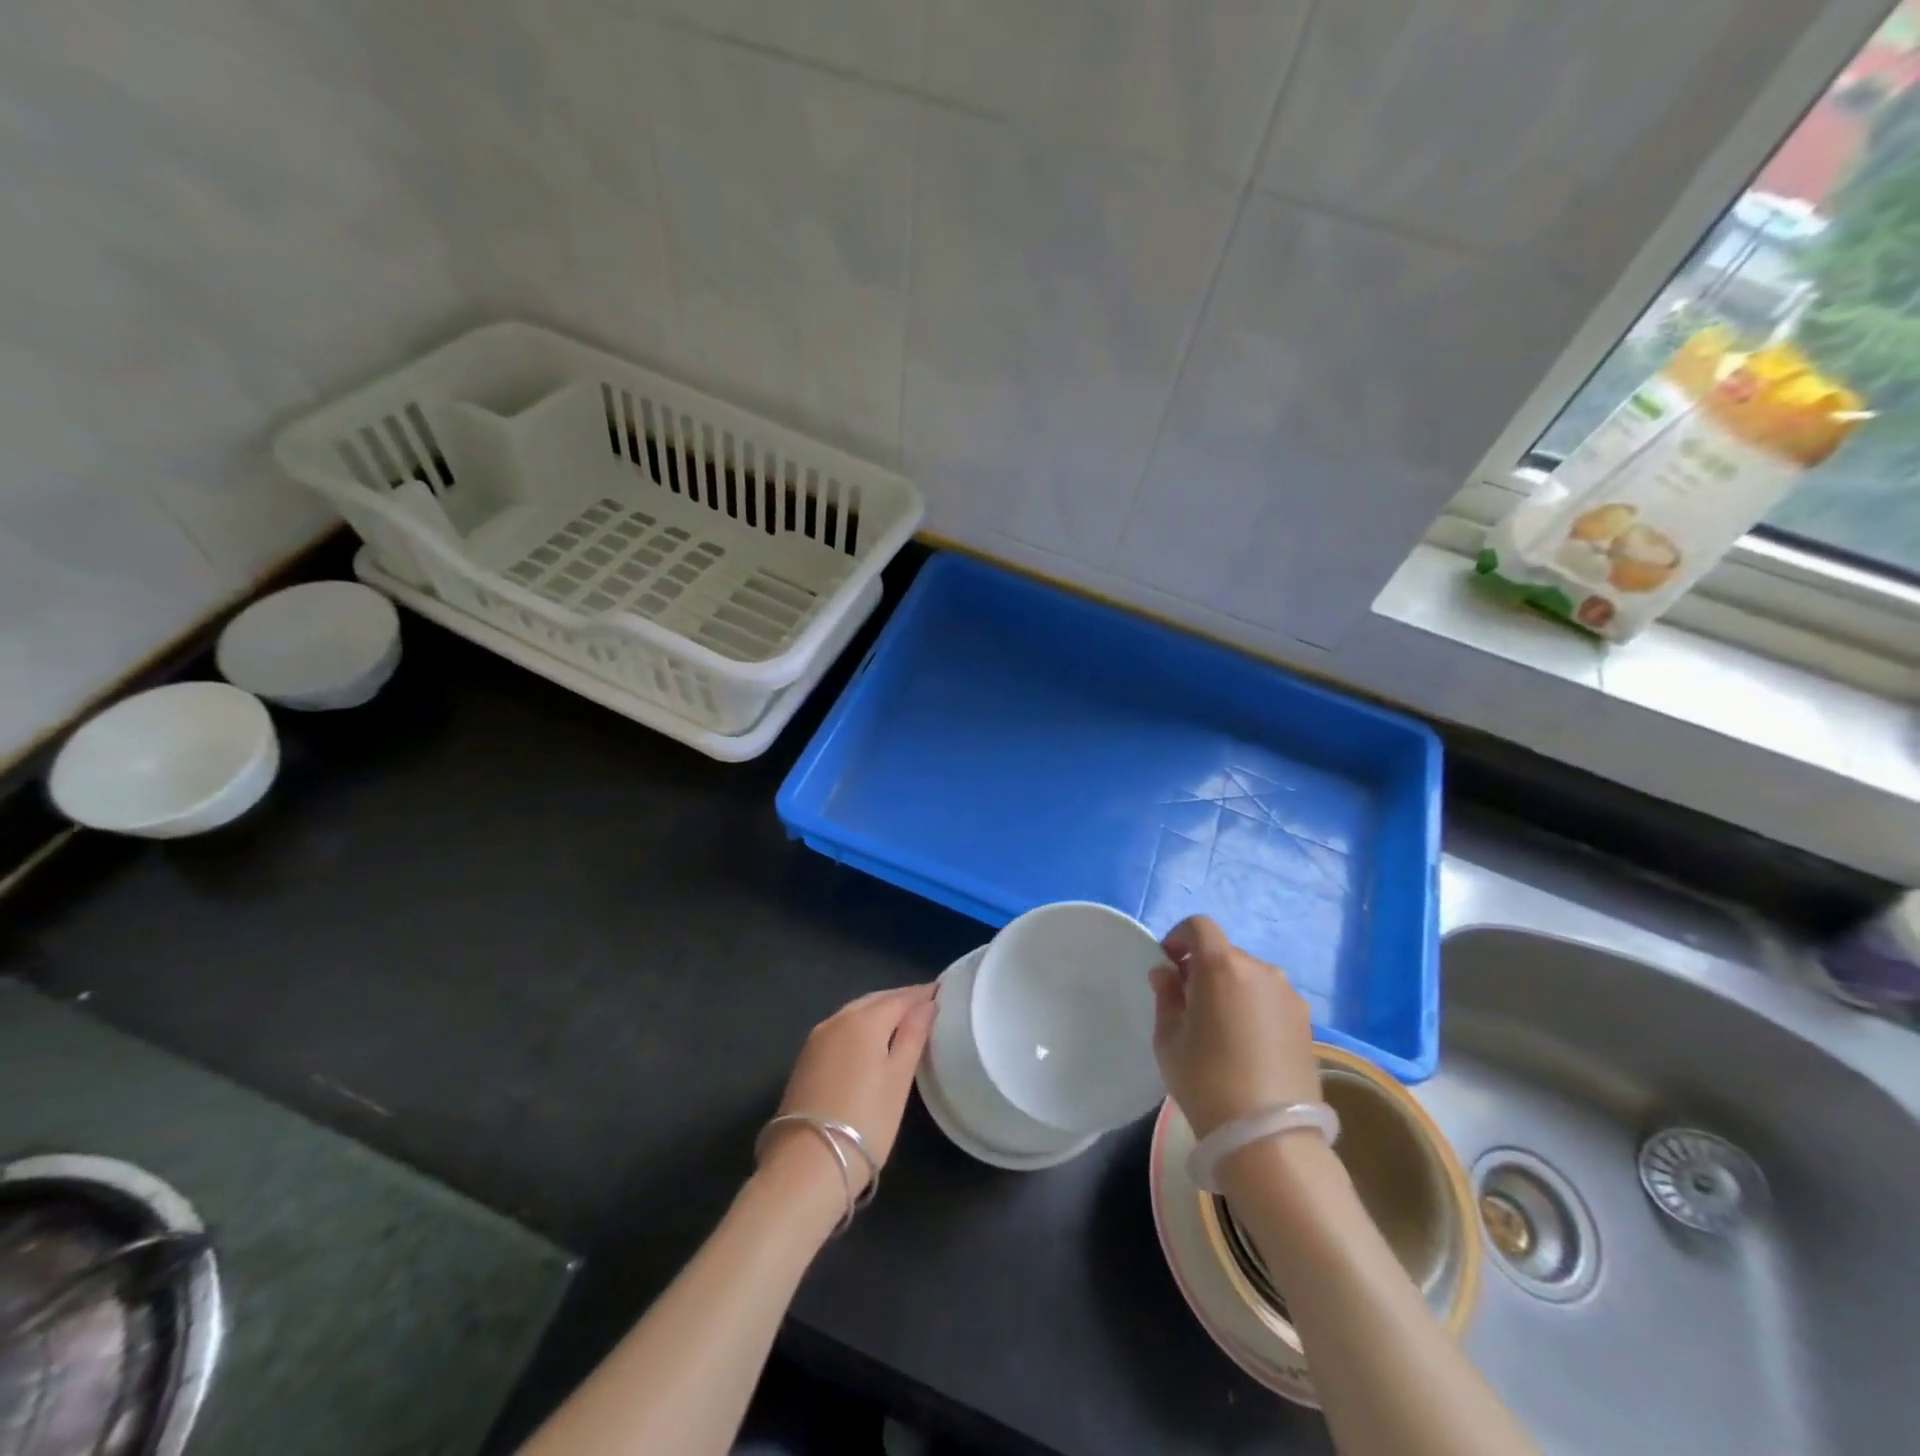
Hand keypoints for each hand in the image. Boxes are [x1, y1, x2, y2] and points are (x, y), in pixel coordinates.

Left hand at [759, 984, 937, 1201]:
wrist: (806, 1166)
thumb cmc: (865, 1122)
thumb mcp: (898, 1080)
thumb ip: (913, 1036)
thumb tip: (928, 1004)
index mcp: (864, 1020)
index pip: (900, 998)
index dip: (922, 994)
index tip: (942, 992)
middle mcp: (838, 1019)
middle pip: (875, 1000)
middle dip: (900, 999)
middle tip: (925, 1004)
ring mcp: (817, 1038)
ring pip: (855, 1011)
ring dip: (879, 1010)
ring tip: (902, 1020)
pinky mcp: (806, 1057)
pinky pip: (841, 1027)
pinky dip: (860, 1024)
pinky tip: (871, 1038)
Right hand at [1150, 916, 1320, 1140]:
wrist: (1268, 1137)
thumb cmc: (1206, 1080)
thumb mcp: (1169, 1038)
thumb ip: (1166, 996)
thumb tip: (1167, 973)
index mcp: (1222, 966)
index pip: (1199, 927)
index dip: (1179, 937)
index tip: (1168, 965)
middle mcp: (1260, 970)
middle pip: (1225, 953)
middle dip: (1203, 969)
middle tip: (1189, 1005)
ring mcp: (1288, 996)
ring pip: (1249, 978)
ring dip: (1231, 989)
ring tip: (1220, 1030)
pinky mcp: (1306, 1023)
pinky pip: (1270, 1000)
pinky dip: (1253, 1008)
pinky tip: (1246, 1046)